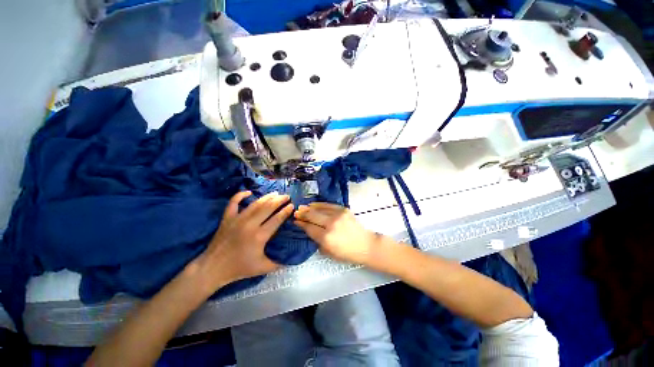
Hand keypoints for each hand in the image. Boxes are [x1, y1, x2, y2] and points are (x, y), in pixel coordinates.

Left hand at [192, 191, 293, 293]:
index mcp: (259, 236)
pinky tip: (248, 192)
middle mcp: (249, 224)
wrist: (213, 269)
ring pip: (255, 204)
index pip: (277, 219)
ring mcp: (237, 219)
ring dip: (266, 197)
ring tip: (275, 193)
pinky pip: (233, 203)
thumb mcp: (262, 268)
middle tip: (286, 196)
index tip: (292, 205)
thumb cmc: (239, 268)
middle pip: (268, 208)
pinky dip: (240, 195)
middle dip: (279, 200)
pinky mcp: (227, 218)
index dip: (285, 211)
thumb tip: (292, 259)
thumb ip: (279, 263)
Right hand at [294, 202, 379, 264]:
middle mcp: (330, 224)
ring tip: (302, 207)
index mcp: (326, 238)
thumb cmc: (347, 253)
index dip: (301, 224)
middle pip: (312, 216)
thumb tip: (309, 230)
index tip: (295, 221)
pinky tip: (313, 204)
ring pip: (319, 209)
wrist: (365, 245)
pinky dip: (319, 204)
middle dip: (302, 214)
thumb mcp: (329, 252)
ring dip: (309, 208)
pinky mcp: (343, 210)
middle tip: (296, 212)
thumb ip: (317, 241)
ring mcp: (337, 215)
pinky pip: (328, 205)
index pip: (309, 228)